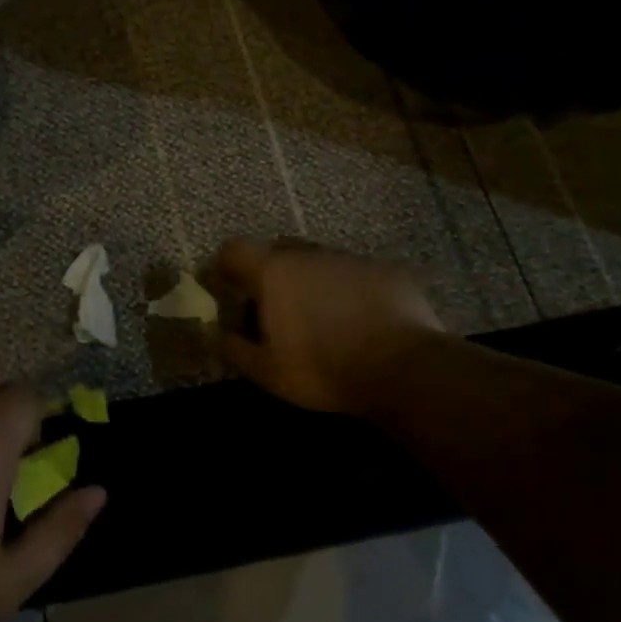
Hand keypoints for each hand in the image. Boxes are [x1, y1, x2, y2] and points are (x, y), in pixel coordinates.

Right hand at [206, 238, 443, 414]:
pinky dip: (347, 290)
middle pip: (277, 251)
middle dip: (268, 272)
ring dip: (310, 280)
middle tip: (271, 305)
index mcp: (274, 272)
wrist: (405, 368)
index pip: (234, 249)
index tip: (222, 287)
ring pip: (319, 261)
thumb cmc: (323, 369)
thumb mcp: (267, 371)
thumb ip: (235, 348)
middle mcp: (310, 255)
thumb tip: (216, 333)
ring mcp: (352, 259)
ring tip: (318, 315)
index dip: (223, 265)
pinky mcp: (387, 271)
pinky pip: (355, 274)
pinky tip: (358, 318)